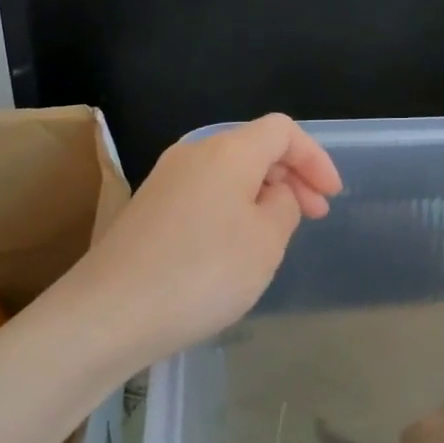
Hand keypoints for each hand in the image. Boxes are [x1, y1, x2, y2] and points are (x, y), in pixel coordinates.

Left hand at [66, 114, 342, 370]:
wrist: (112, 311)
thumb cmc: (203, 273)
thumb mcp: (266, 242)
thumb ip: (284, 206)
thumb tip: (274, 194)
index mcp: (227, 151)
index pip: (282, 131)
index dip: (315, 158)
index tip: (331, 197)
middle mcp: (192, 153)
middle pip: (253, 148)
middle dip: (290, 177)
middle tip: (313, 216)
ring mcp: (164, 180)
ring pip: (227, 174)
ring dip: (260, 195)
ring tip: (276, 235)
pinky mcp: (147, 209)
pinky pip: (202, 196)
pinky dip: (230, 210)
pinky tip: (233, 248)